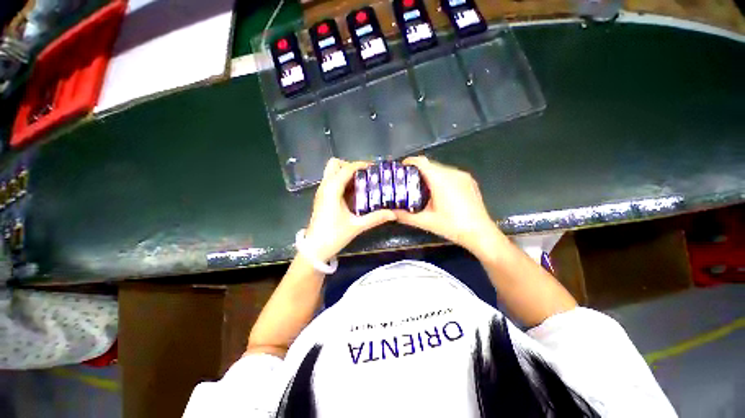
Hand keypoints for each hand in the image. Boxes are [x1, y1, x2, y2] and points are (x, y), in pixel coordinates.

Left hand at [304, 158, 395, 261]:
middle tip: (364, 175)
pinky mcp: (321, 198)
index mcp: (332, 189)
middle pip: (334, 164)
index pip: (346, 169)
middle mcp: (325, 187)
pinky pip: (331, 182)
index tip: (374, 168)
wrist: (314, 249)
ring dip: (346, 173)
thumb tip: (393, 213)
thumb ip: (375, 218)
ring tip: (361, 183)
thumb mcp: (357, 226)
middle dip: (350, 166)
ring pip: (332, 172)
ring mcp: (322, 192)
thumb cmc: (333, 236)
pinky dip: (342, 181)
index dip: (361, 165)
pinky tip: (353, 193)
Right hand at [395, 156, 505, 259]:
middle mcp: (452, 173)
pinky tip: (438, 192)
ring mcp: (463, 176)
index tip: (400, 168)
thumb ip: (405, 216)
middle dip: (417, 170)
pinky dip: (440, 178)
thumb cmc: (452, 226)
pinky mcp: (469, 180)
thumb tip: (391, 212)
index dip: (409, 162)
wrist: (480, 233)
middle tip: (407, 182)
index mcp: (441, 180)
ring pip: (440, 169)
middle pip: (430, 165)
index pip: (422, 162)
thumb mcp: (426, 222)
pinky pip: (450, 174)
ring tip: (421, 187)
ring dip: (429, 174)